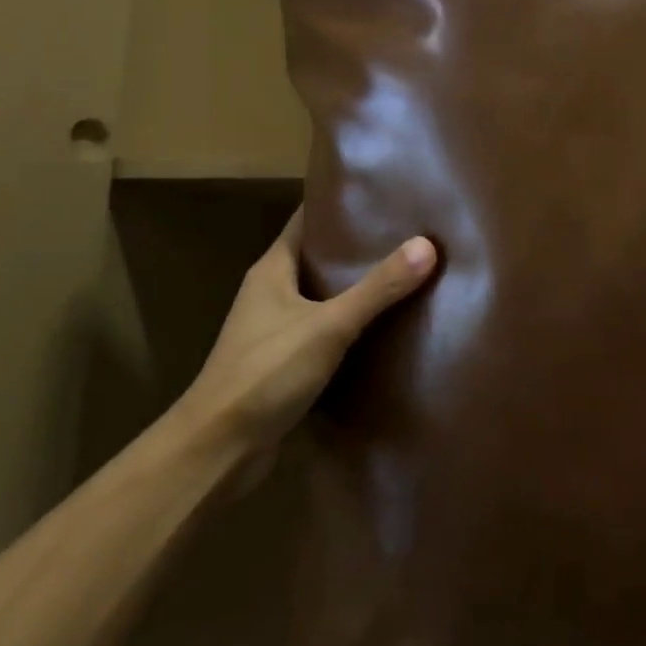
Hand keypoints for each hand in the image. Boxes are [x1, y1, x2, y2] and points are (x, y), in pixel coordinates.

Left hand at [176, 208, 435, 473]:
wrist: (217, 451)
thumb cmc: (265, 373)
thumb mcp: (328, 325)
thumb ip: (378, 288)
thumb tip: (427, 245)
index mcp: (271, 270)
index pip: (306, 221)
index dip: (339, 205)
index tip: (381, 194)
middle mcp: (270, 293)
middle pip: (318, 257)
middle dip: (358, 246)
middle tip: (407, 232)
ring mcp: (275, 330)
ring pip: (323, 296)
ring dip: (356, 287)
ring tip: (405, 272)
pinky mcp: (284, 364)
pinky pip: (324, 330)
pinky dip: (351, 324)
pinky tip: (385, 326)